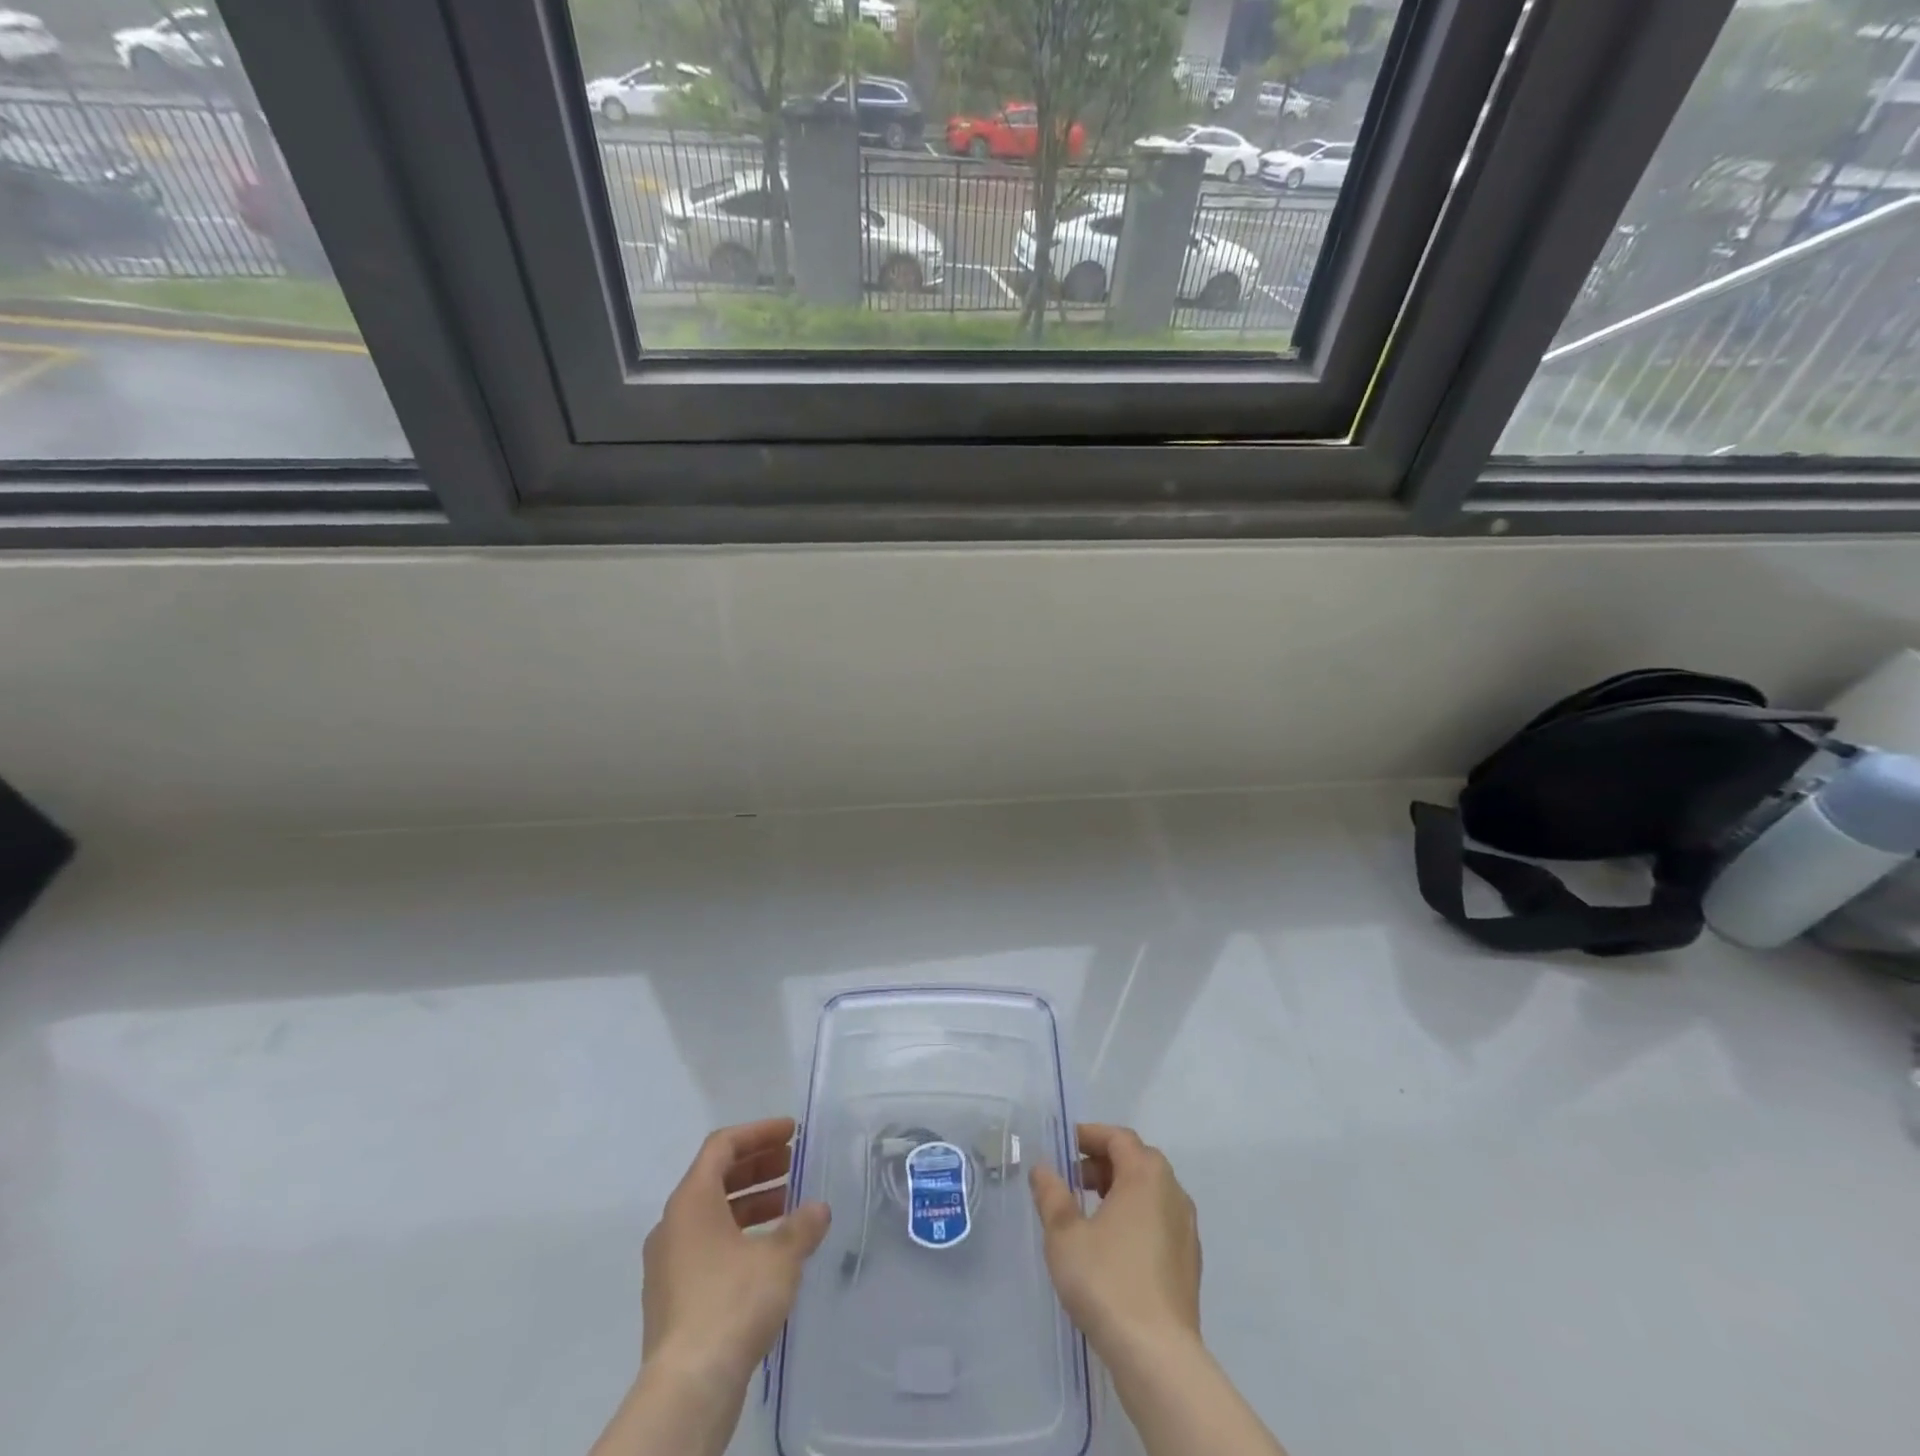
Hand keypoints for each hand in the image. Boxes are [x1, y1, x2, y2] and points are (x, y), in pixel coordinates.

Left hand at [640, 1117, 831, 1389]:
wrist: (688, 1387)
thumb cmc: (733, 1302)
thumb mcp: (779, 1257)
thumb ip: (801, 1226)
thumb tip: (818, 1209)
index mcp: (691, 1200)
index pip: (723, 1146)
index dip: (759, 1132)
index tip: (791, 1132)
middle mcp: (673, 1225)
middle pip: (715, 1177)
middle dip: (757, 1166)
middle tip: (792, 1163)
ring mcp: (668, 1264)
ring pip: (712, 1215)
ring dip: (750, 1202)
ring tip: (788, 1205)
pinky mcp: (673, 1298)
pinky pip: (707, 1246)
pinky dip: (738, 1235)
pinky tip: (768, 1251)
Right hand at [1029, 1123, 1201, 1357]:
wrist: (1158, 1356)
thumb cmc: (1107, 1281)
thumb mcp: (1065, 1234)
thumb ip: (1052, 1195)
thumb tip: (1043, 1169)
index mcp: (1146, 1175)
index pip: (1119, 1138)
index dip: (1090, 1136)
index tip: (1064, 1146)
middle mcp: (1173, 1193)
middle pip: (1137, 1161)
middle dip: (1103, 1163)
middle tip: (1071, 1178)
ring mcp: (1186, 1229)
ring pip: (1150, 1193)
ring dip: (1119, 1190)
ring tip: (1087, 1212)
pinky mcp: (1189, 1263)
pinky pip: (1159, 1221)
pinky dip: (1135, 1218)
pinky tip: (1112, 1246)